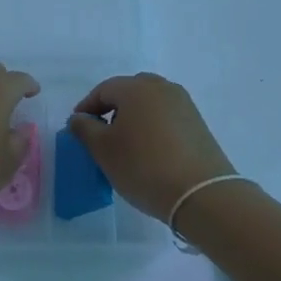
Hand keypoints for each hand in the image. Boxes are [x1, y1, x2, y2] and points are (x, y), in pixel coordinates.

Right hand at [67, 73, 234, 222]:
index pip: (103, 90)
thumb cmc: (144, 167)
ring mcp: (183, 104)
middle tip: (102, 135)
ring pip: (149, 104)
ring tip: (126, 145)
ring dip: (134, 118)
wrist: (202, 194)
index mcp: (136, 87)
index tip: (78, 129)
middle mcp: (161, 87)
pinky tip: (150, 152)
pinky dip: (153, 127)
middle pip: (128, 92)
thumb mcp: (104, 150)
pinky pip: (166, 117)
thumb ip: (85, 129)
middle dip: (112, 110)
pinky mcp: (198, 123)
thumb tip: (79, 117)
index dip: (87, 107)